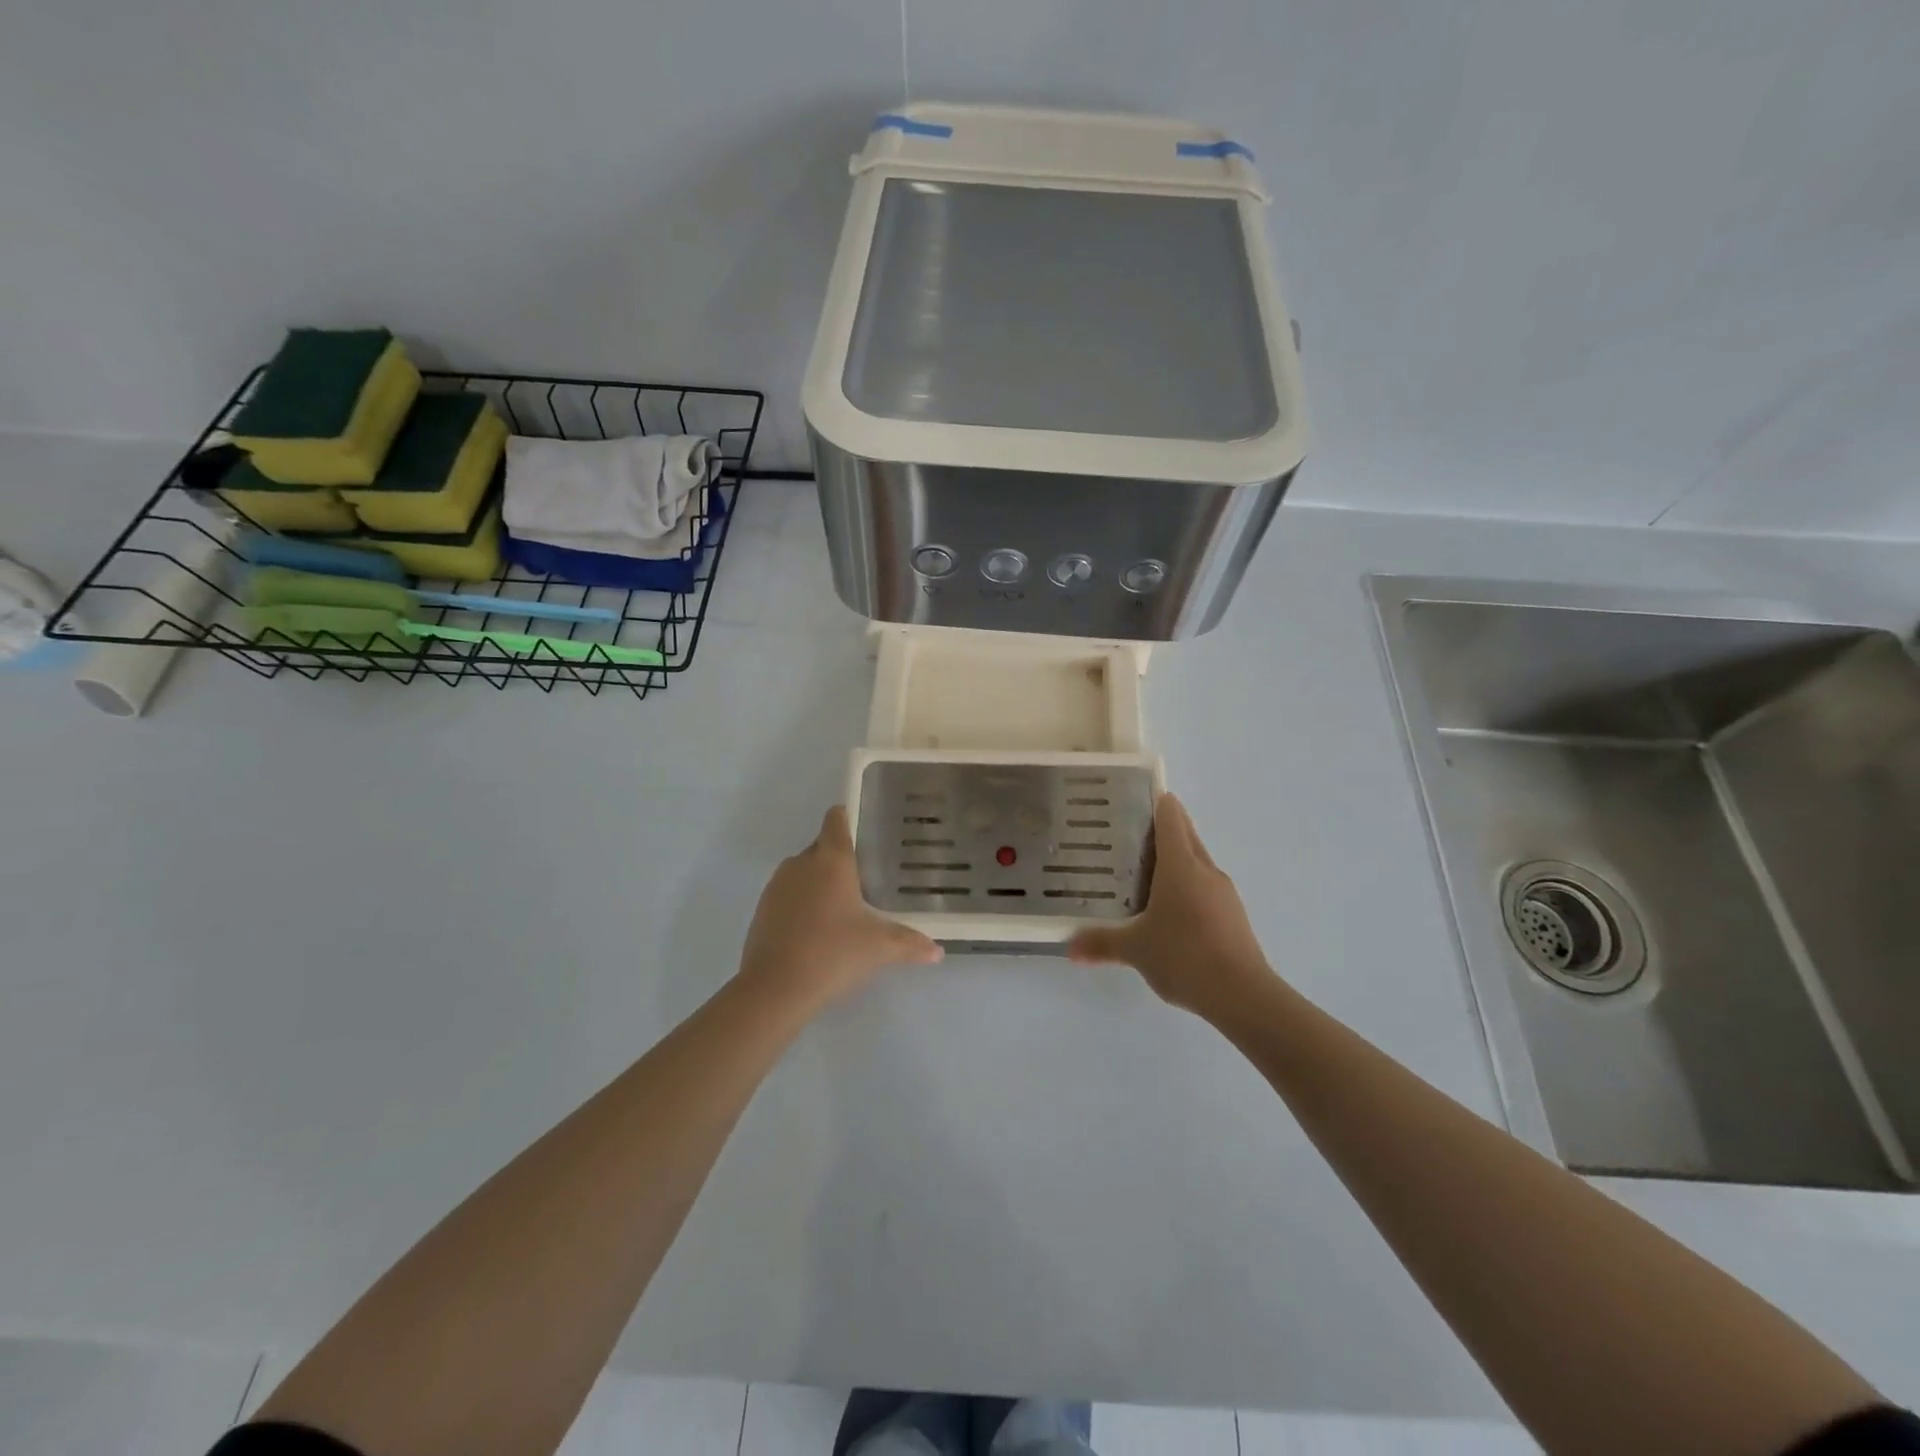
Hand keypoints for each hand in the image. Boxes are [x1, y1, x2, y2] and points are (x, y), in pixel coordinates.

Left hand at [739, 806, 942, 1011]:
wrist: (774, 988)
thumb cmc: (833, 954)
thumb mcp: (879, 948)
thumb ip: (910, 943)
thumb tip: (937, 951)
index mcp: (831, 860)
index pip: (837, 819)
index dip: (850, 817)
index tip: (868, 829)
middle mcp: (801, 863)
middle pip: (822, 846)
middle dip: (841, 858)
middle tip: (867, 878)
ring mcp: (777, 885)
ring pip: (803, 871)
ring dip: (820, 882)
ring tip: (843, 906)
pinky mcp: (762, 909)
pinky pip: (788, 894)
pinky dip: (802, 902)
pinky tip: (817, 929)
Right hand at [1069, 793, 1274, 1022]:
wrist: (1242, 994)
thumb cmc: (1183, 956)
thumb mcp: (1135, 949)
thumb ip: (1101, 943)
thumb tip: (1069, 947)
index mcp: (1181, 866)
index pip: (1171, 819)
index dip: (1159, 803)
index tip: (1143, 795)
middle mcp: (1205, 871)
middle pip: (1187, 836)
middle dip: (1166, 829)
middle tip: (1134, 832)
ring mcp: (1224, 893)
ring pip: (1198, 864)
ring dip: (1178, 860)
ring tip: (1148, 871)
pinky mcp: (1234, 916)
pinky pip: (1207, 888)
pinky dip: (1189, 887)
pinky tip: (1172, 910)